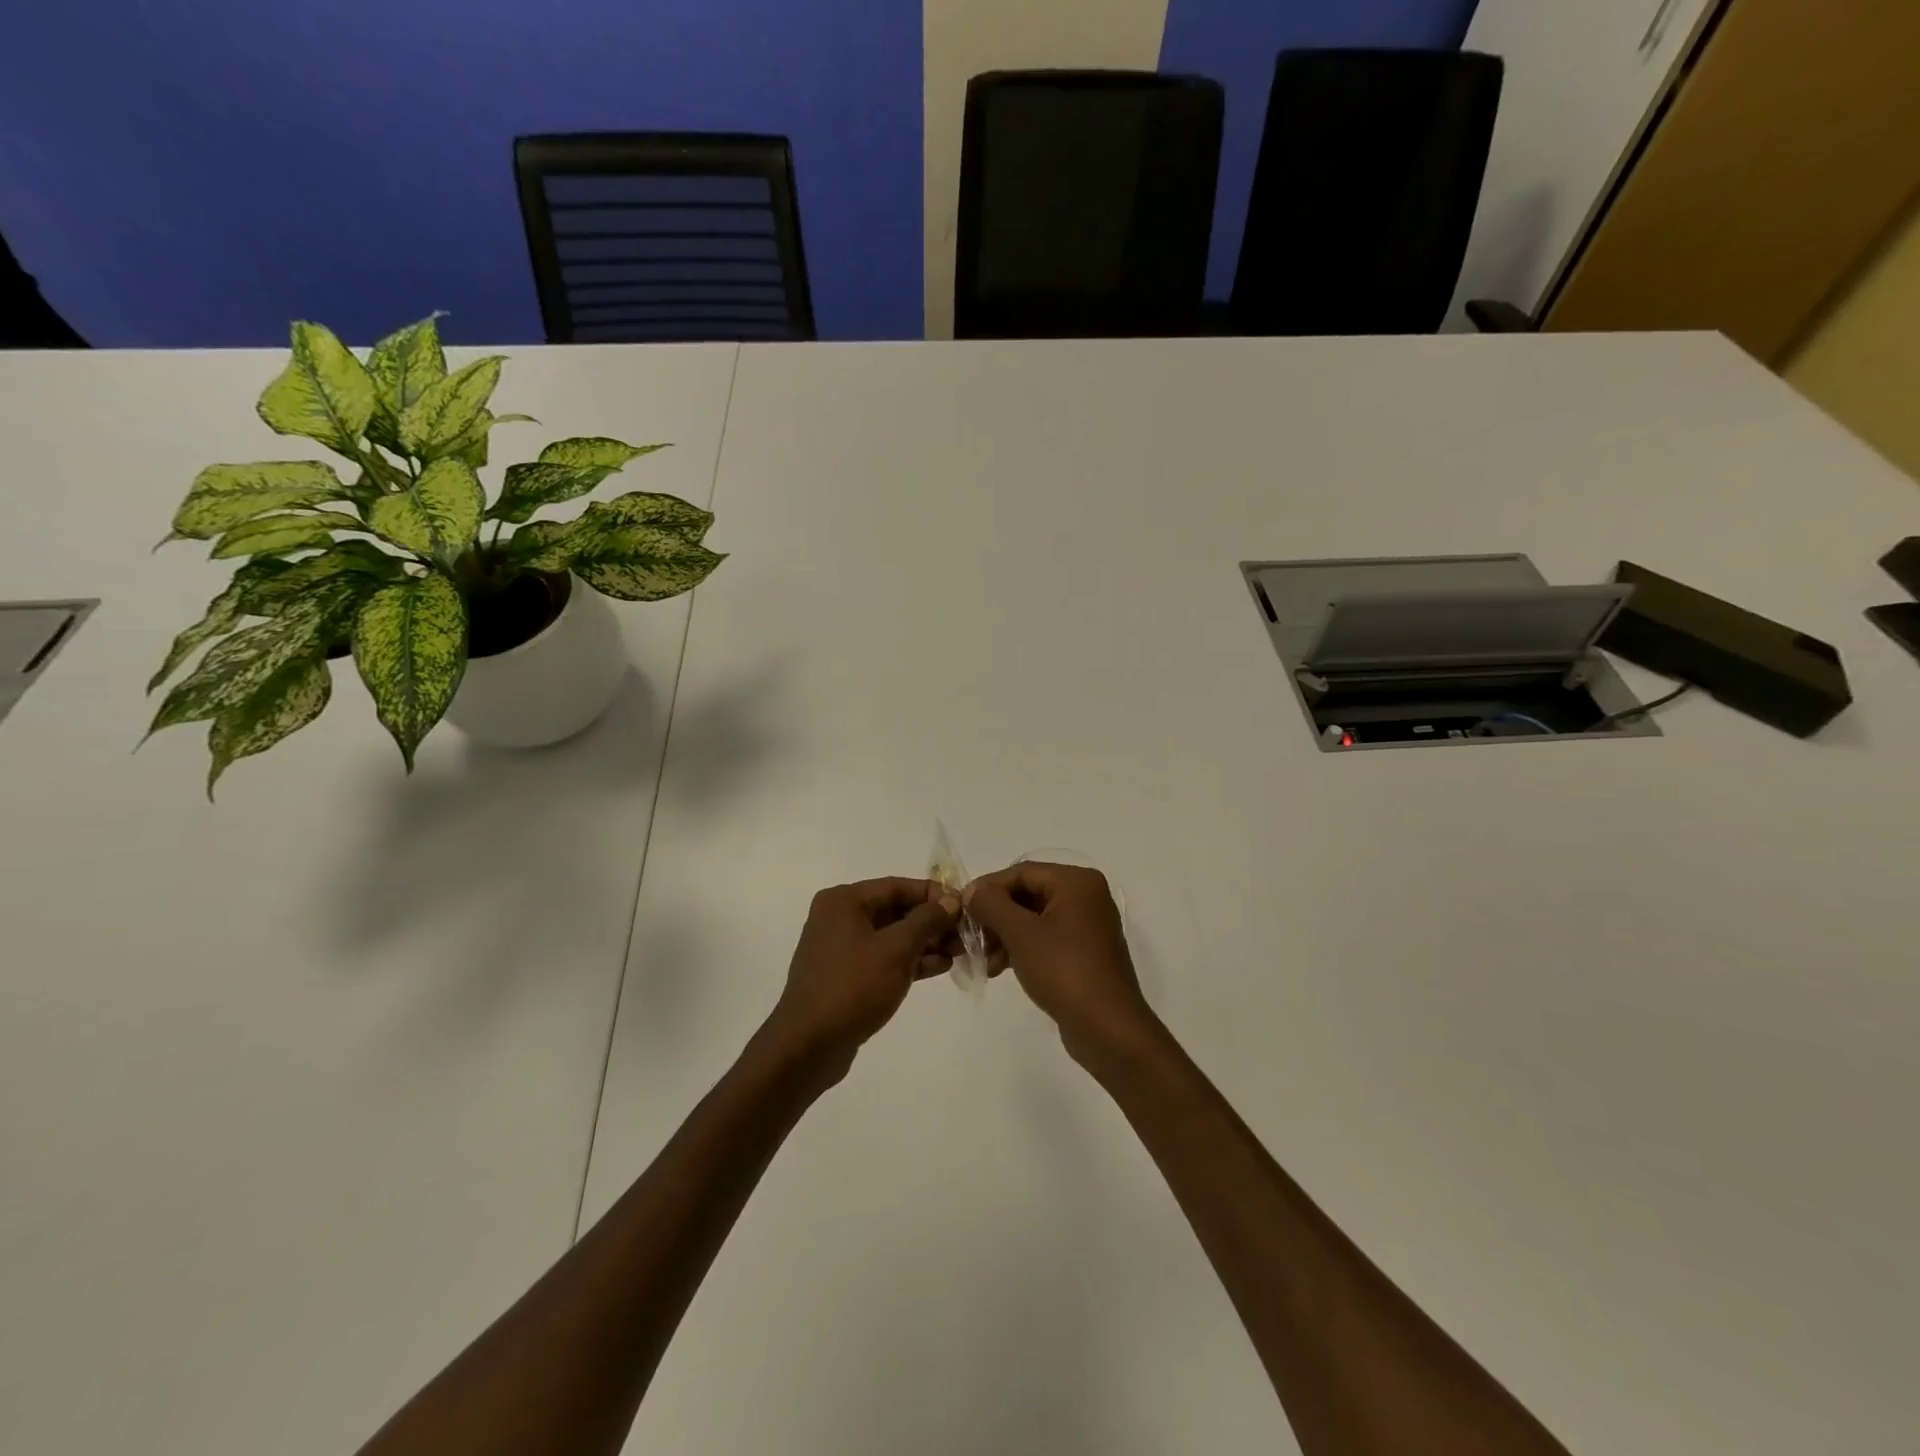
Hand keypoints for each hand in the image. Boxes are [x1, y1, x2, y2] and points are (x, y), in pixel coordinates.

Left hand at [765, 878, 959, 1083]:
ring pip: (892, 936)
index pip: (897, 886)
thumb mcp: (896, 949)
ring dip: (925, 942)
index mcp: (844, 901)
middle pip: (895, 910)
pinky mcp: (846, 975)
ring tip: (959, 952)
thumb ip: (927, 920)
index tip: (964, 907)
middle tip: (965, 934)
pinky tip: (940, 967)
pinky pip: (884, 958)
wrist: (808, 1045)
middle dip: (932, 922)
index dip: (933, 894)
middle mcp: (839, 917)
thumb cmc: (853, 986)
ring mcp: (841, 948)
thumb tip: (951, 900)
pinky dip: (910, 960)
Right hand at [963, 862, 1158, 1066]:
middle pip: (1027, 894)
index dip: (988, 888)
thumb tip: (972, 891)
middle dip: (995, 916)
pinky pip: (1045, 937)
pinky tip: (999, 968)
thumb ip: (992, 905)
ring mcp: (1087, 925)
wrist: (1108, 1030)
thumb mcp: (1021, 934)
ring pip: (1033, 918)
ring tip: (984, 961)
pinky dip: (1021, 948)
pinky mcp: (1083, 951)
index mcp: (1076, 882)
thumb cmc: (1065, 972)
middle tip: (971, 938)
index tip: (961, 909)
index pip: (1021, 872)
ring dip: (1004, 935)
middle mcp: (1085, 896)